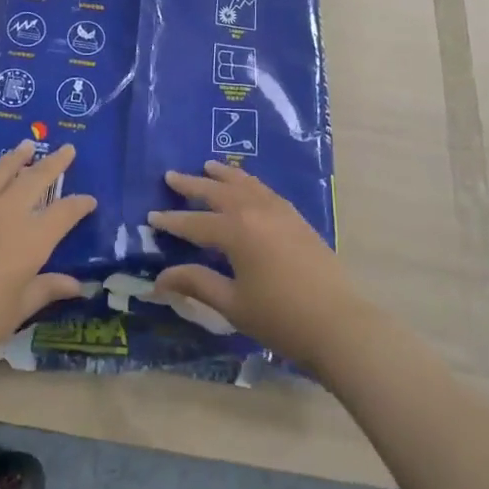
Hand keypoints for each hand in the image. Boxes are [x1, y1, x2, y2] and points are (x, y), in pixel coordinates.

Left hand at [0, 141, 95, 382]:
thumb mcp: (15, 313)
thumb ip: (45, 290)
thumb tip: (77, 285)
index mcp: (30, 240)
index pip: (64, 213)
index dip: (80, 205)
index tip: (89, 200)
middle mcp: (6, 213)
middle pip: (37, 178)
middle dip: (55, 163)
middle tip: (68, 149)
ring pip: (2, 170)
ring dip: (18, 156)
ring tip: (28, 146)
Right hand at [148, 161, 358, 370]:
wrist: (337, 321)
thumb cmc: (280, 317)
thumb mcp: (232, 304)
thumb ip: (197, 283)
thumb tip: (160, 278)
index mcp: (236, 231)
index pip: (195, 222)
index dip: (172, 221)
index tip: (151, 216)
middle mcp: (255, 210)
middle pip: (217, 191)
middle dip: (192, 185)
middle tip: (171, 176)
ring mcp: (279, 210)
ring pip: (244, 183)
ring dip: (223, 175)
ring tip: (208, 166)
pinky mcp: (295, 217)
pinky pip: (264, 189)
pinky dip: (248, 181)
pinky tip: (246, 184)